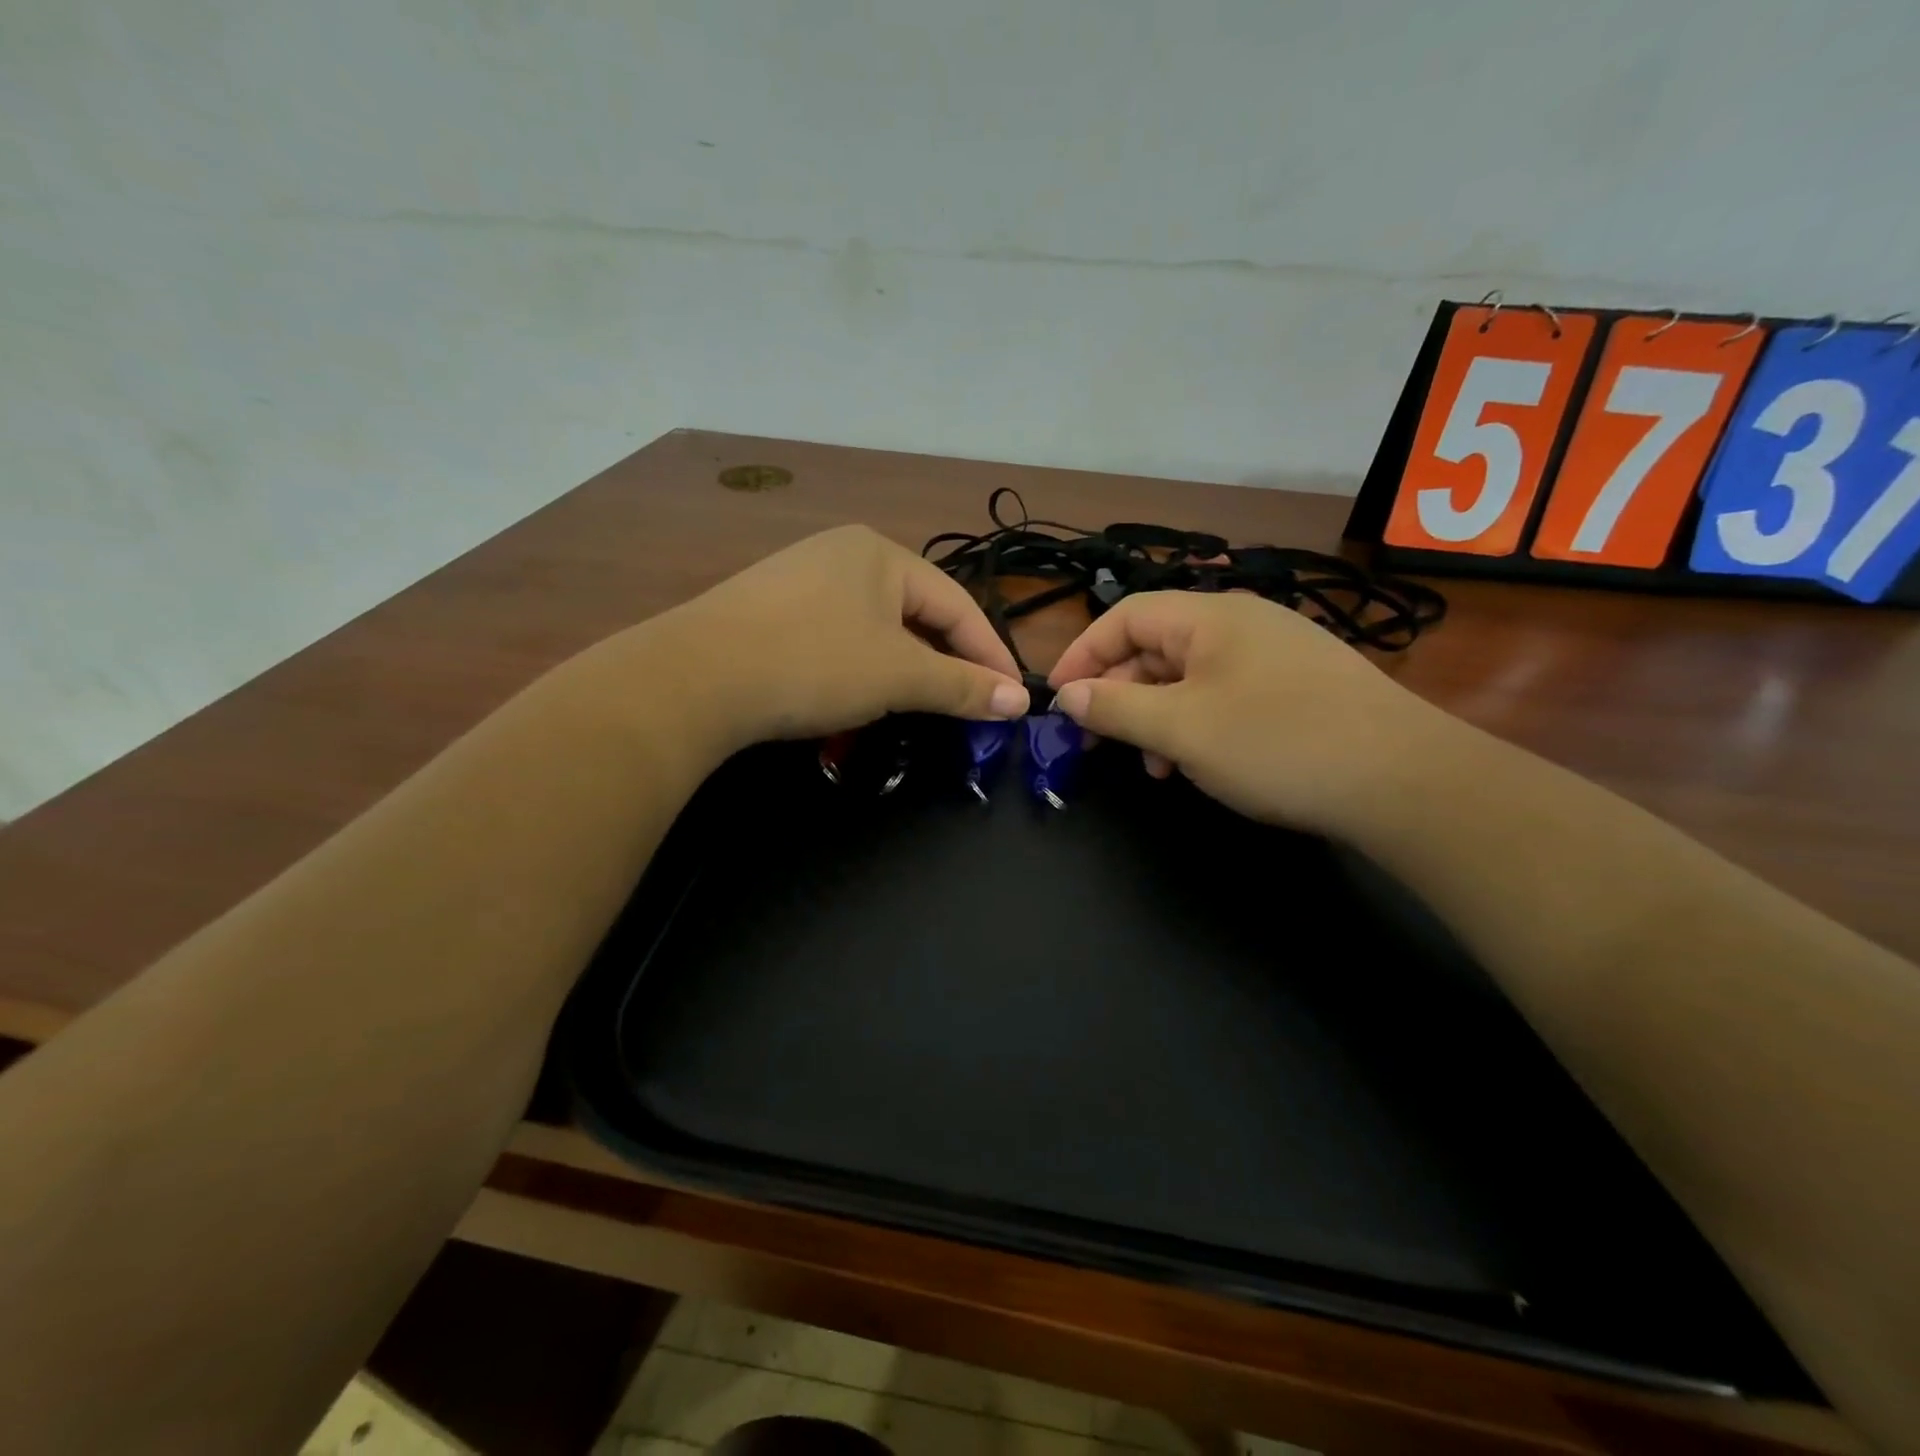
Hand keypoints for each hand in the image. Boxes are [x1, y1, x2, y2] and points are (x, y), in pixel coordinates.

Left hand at [646, 525, 1028, 747]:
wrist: (695, 677)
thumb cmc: (815, 662)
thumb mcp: (898, 676)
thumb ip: (962, 686)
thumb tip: (1019, 702)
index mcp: (881, 553)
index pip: (958, 604)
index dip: (990, 653)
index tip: (1012, 698)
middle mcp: (842, 554)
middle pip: (917, 612)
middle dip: (946, 660)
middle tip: (969, 703)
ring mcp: (800, 579)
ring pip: (876, 627)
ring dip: (904, 667)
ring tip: (919, 703)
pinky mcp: (770, 610)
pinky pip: (837, 636)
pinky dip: (861, 666)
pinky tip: (857, 693)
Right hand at [1047, 591, 1454, 835]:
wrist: (1404, 780)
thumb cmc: (1277, 743)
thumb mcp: (1181, 729)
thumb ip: (1116, 708)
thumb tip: (1069, 695)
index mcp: (1210, 616)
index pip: (1125, 617)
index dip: (1083, 654)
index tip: (1058, 699)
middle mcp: (1242, 623)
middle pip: (1156, 646)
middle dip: (1120, 693)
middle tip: (1099, 741)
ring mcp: (1274, 654)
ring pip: (1189, 677)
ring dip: (1157, 717)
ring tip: (1153, 766)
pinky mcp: (1297, 688)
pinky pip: (1225, 696)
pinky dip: (1197, 725)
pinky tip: (1199, 764)